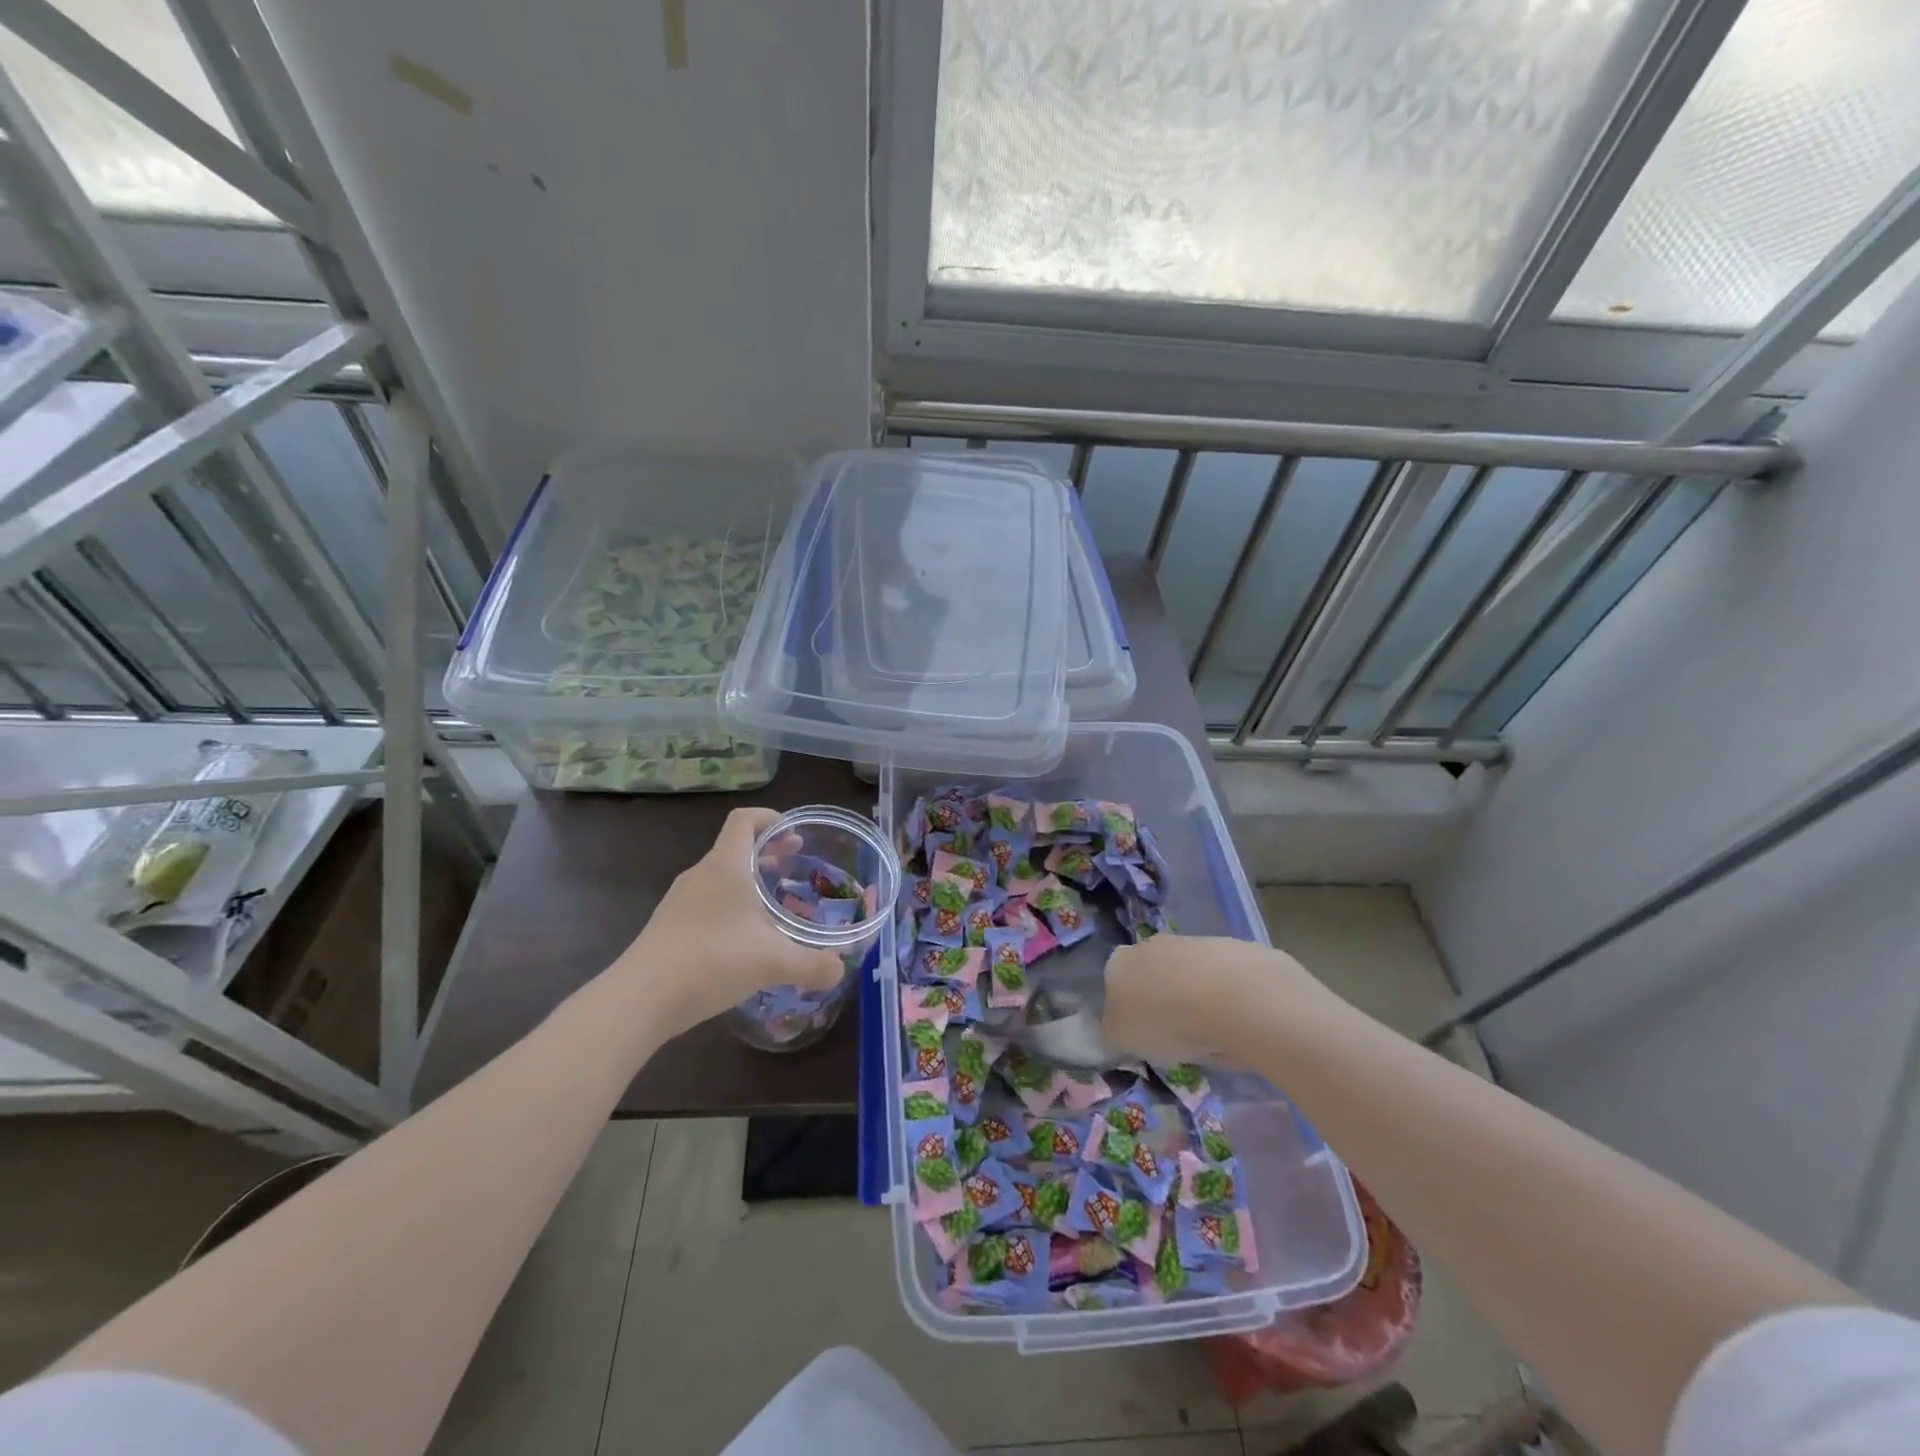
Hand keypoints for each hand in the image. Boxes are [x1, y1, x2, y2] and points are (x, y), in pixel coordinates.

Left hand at [610, 807, 843, 1038]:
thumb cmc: (712, 961)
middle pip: (734, 847)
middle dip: (766, 852)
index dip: (770, 818)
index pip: (744, 820)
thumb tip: (839, 970)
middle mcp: (700, 875)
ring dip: (748, 881)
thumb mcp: (773, 962)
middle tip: (793, 866)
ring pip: (720, 877)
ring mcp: (679, 900)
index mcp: (726, 866)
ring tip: (773, 905)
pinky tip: (743, 939)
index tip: (793, 834)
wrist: (640, 999)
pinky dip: (729, 906)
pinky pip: (706, 901)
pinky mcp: (668, 926)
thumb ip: (813, 964)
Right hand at [1101, 933, 1318, 1067]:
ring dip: (1194, 1004)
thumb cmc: (1166, 1020)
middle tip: (1176, 1039)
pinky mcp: (1231, 949)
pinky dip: (1225, 1003)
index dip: (1127, 1015)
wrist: (1234, 997)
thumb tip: (1116, 1031)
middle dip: (1161, 1005)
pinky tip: (1235, 1023)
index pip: (1113, 987)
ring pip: (1186, 979)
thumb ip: (1113, 1034)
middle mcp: (1150, 945)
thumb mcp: (1122, 1040)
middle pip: (1151, 979)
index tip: (1143, 1039)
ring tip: (1210, 1038)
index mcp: (1118, 962)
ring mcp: (1192, 943)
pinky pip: (1220, 982)